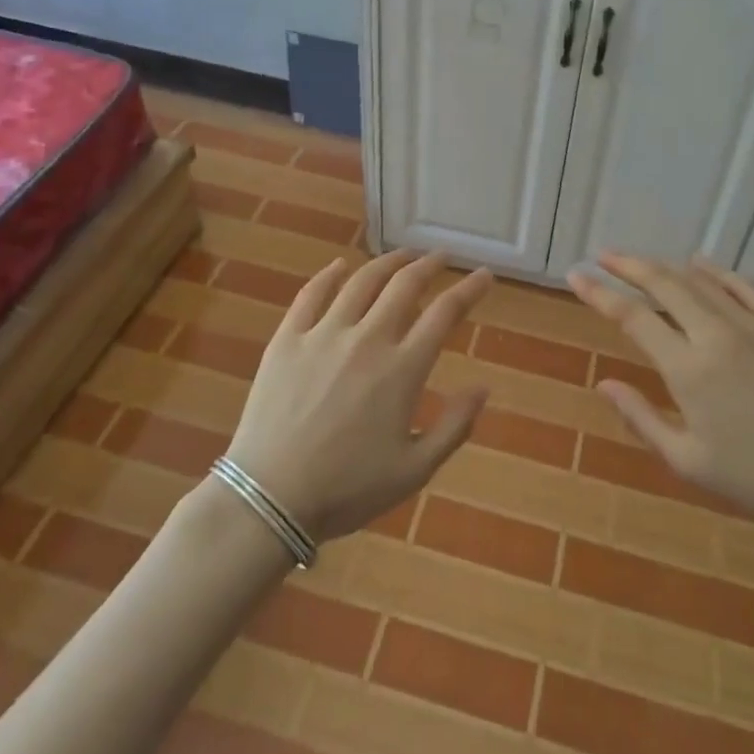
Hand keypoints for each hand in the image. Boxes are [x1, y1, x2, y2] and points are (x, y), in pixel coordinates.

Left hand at [223, 250, 492, 542]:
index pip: (445, 312)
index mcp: (402, 369)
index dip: (469, 289)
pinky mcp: (288, 338)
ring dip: (388, 262)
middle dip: (429, 264)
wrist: (269, 498)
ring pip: (362, 280)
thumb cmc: (347, 490)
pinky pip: (311, 294)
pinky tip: (340, 266)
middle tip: (441, 257)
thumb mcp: (414, 470)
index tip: (484, 275)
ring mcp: (324, 334)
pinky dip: (329, 274)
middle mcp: (367, 339)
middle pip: (405, 284)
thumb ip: (454, 426)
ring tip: (402, 255)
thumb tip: (483, 387)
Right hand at [568, 254, 753, 542]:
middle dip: (628, 265)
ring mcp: (752, 324)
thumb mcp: (689, 462)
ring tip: (641, 261)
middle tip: (603, 255)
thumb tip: (604, 384)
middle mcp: (715, 334)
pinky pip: (742, 285)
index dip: (599, 294)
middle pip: (663, 284)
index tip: (576, 276)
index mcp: (688, 369)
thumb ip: (642, 419)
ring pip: (699, 280)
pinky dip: (715, 270)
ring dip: (665, 266)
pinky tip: (700, 264)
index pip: (632, 317)